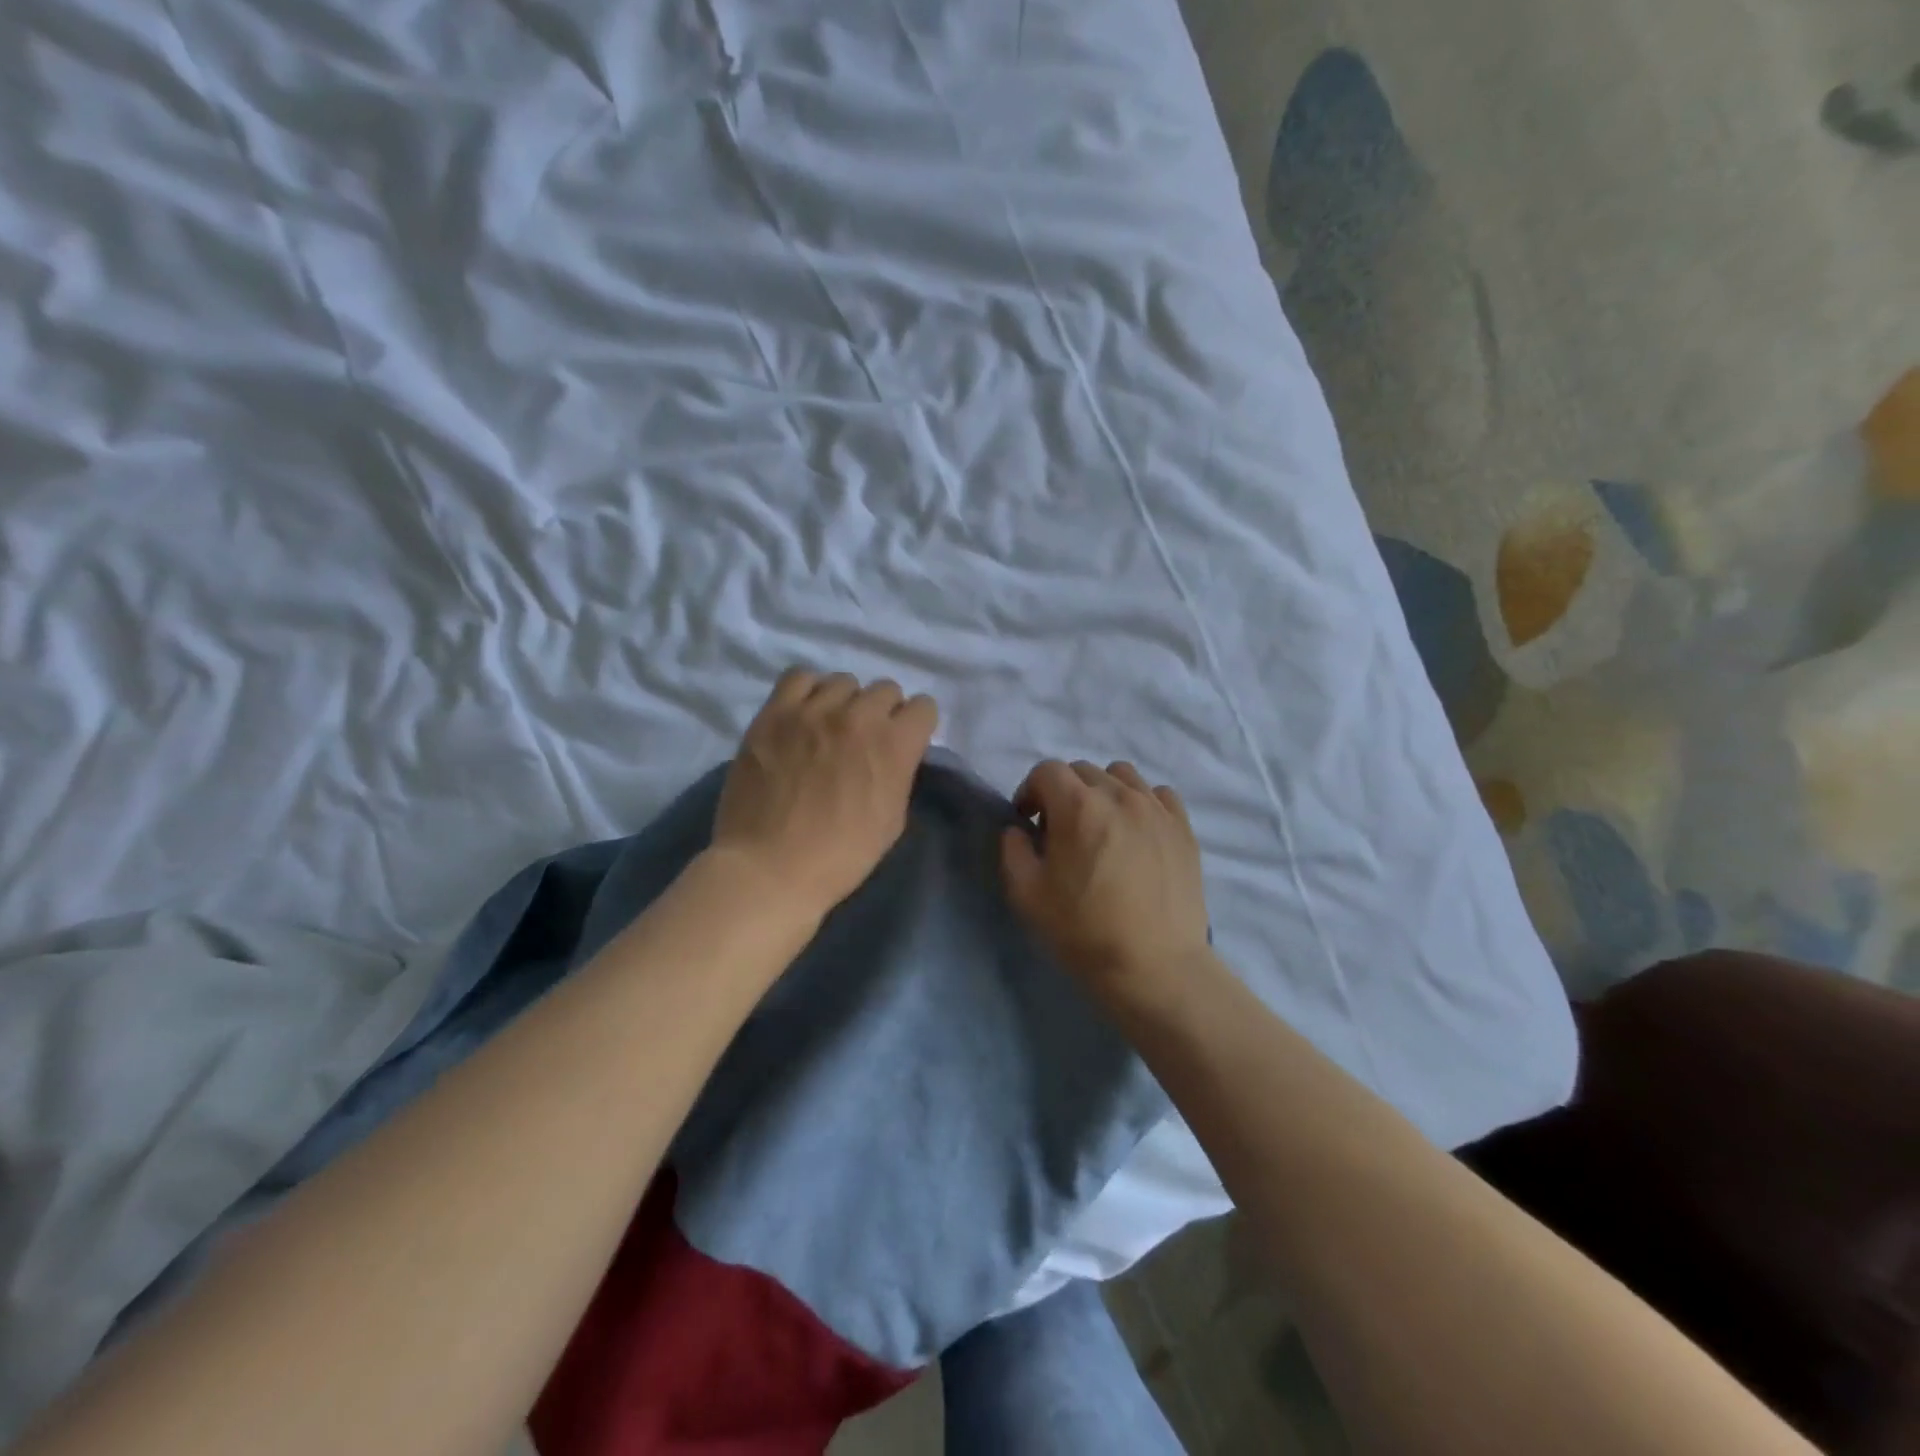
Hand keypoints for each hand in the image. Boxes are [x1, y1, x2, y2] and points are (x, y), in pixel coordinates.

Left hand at [712, 669, 938, 917]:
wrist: (771, 867)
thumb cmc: (841, 856)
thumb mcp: (892, 820)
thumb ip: (899, 774)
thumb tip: (894, 754)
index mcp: (894, 744)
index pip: (923, 707)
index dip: (915, 727)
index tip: (904, 744)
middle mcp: (859, 716)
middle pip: (886, 690)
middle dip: (883, 713)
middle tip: (865, 741)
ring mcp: (813, 710)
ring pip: (844, 682)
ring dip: (846, 702)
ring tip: (830, 728)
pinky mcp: (775, 713)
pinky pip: (799, 677)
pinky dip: (808, 692)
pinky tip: (803, 715)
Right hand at [1000, 759, 1211, 1003]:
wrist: (1154, 966)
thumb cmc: (1083, 931)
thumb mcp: (1026, 895)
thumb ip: (1013, 851)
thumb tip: (1019, 830)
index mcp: (1078, 806)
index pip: (1046, 771)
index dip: (1030, 791)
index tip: (1029, 821)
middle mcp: (1119, 795)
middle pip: (1083, 770)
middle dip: (1064, 792)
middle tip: (1061, 831)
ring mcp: (1156, 809)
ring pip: (1122, 775)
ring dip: (1103, 791)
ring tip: (1102, 826)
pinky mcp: (1183, 828)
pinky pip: (1158, 795)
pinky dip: (1141, 803)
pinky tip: (1136, 832)